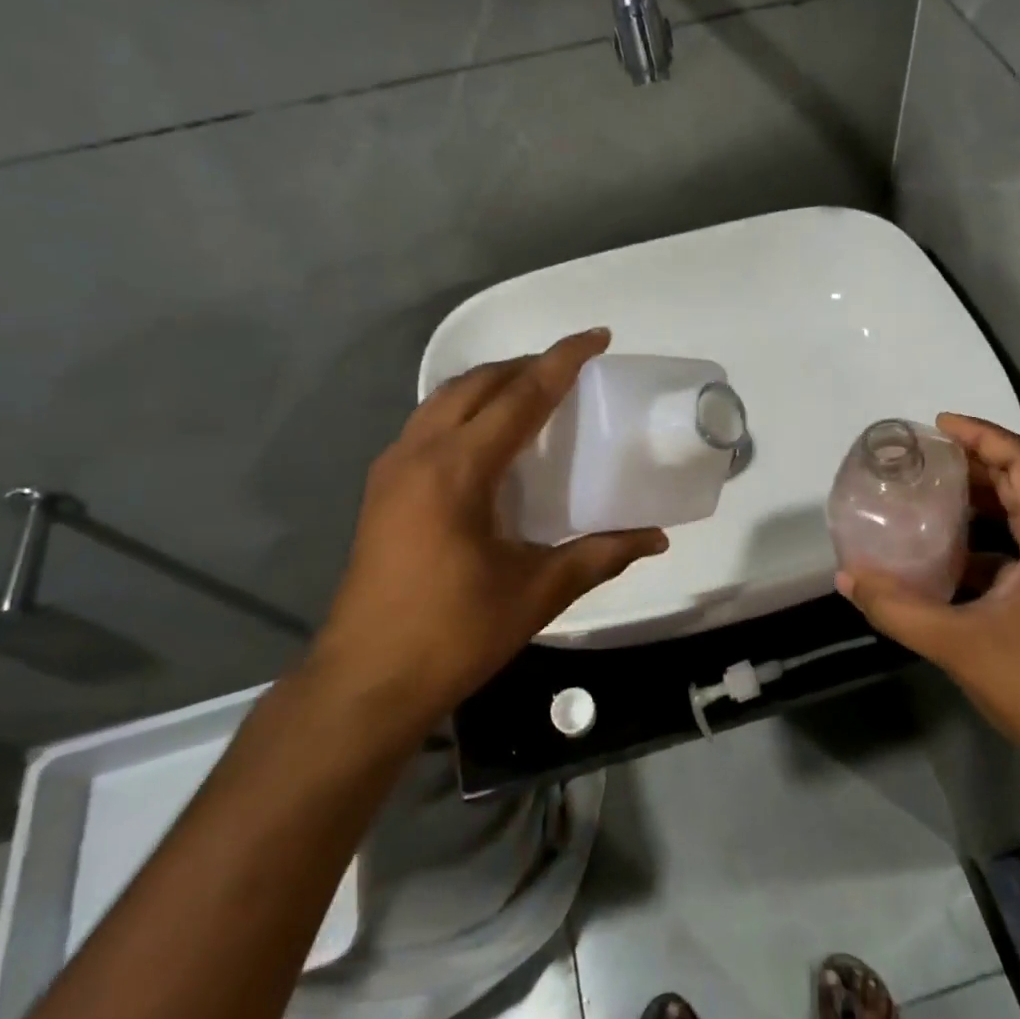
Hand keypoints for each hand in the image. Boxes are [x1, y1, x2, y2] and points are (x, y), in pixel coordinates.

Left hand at [311, 329, 666, 726]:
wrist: (364, 682)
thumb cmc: (453, 634)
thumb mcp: (536, 592)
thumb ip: (600, 556)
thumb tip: (656, 538)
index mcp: (457, 470)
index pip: (520, 396)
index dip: (562, 360)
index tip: (597, 336)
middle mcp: (418, 453)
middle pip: (477, 384)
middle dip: (526, 366)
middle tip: (571, 369)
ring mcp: (392, 469)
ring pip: (445, 399)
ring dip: (492, 385)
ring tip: (534, 394)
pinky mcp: (381, 489)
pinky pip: (429, 424)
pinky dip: (466, 411)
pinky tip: (490, 440)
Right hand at [837, 414, 1019, 758]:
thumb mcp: (956, 642)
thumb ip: (897, 608)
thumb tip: (846, 577)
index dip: (982, 436)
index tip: (939, 426)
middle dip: (976, 462)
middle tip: (927, 457)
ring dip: (982, 500)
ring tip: (932, 495)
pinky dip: (986, 540)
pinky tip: (948, 557)